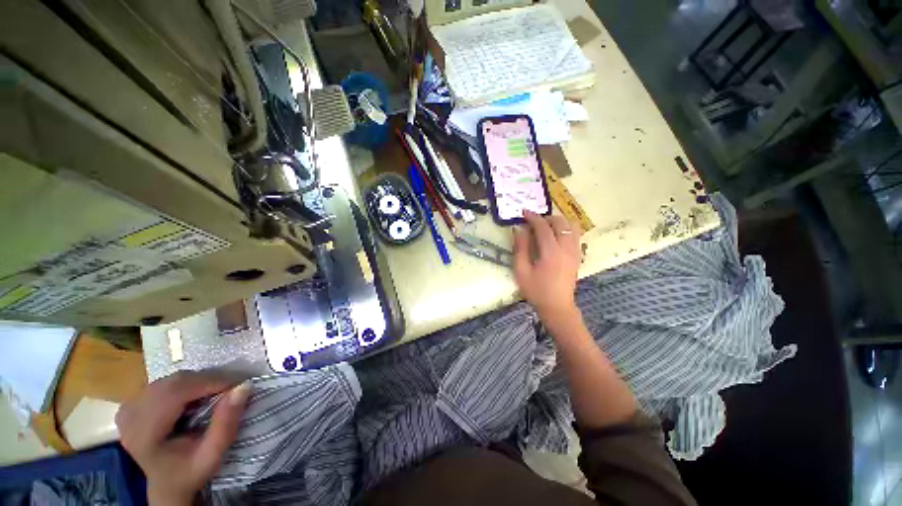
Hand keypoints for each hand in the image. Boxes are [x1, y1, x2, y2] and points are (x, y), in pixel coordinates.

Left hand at [116, 371, 249, 505]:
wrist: (166, 484)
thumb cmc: (189, 472)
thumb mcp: (212, 456)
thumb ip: (226, 423)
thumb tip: (244, 386)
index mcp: (143, 434)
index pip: (176, 392)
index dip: (210, 382)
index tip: (239, 383)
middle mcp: (130, 415)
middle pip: (174, 382)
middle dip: (207, 380)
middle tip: (231, 387)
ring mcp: (129, 407)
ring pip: (171, 379)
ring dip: (199, 381)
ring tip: (217, 391)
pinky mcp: (133, 402)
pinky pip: (166, 382)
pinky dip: (188, 384)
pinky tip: (197, 396)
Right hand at [513, 211, 582, 325]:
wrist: (557, 307)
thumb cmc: (536, 290)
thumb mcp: (521, 271)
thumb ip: (520, 248)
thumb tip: (519, 229)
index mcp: (551, 252)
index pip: (543, 227)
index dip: (533, 217)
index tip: (524, 212)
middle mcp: (566, 248)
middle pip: (560, 222)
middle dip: (546, 217)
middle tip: (533, 221)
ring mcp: (575, 252)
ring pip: (572, 226)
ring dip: (558, 221)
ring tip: (546, 226)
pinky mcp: (578, 256)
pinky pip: (576, 235)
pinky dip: (566, 229)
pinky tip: (556, 236)